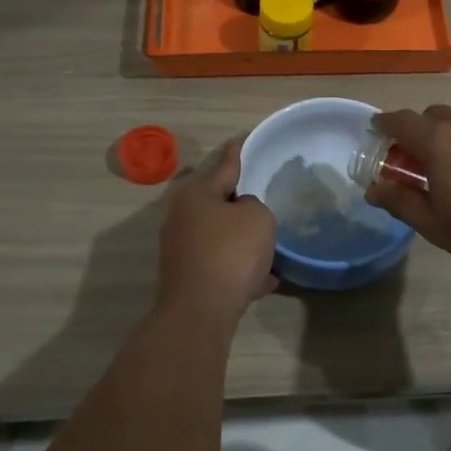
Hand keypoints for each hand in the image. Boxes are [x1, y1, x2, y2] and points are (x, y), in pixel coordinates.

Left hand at [155, 139, 276, 325]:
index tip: (242, 139)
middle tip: (263, 199)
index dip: (237, 152)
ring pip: (220, 235)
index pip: (223, 165)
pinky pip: (220, 263)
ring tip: (270, 246)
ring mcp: (181, 248)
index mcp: (196, 194)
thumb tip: (242, 216)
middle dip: (241, 203)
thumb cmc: (230, 253)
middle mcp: (182, 216)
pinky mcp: (187, 276)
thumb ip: (254, 206)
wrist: (201, 311)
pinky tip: (264, 280)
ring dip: (243, 240)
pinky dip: (239, 268)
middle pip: (218, 202)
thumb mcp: (258, 217)